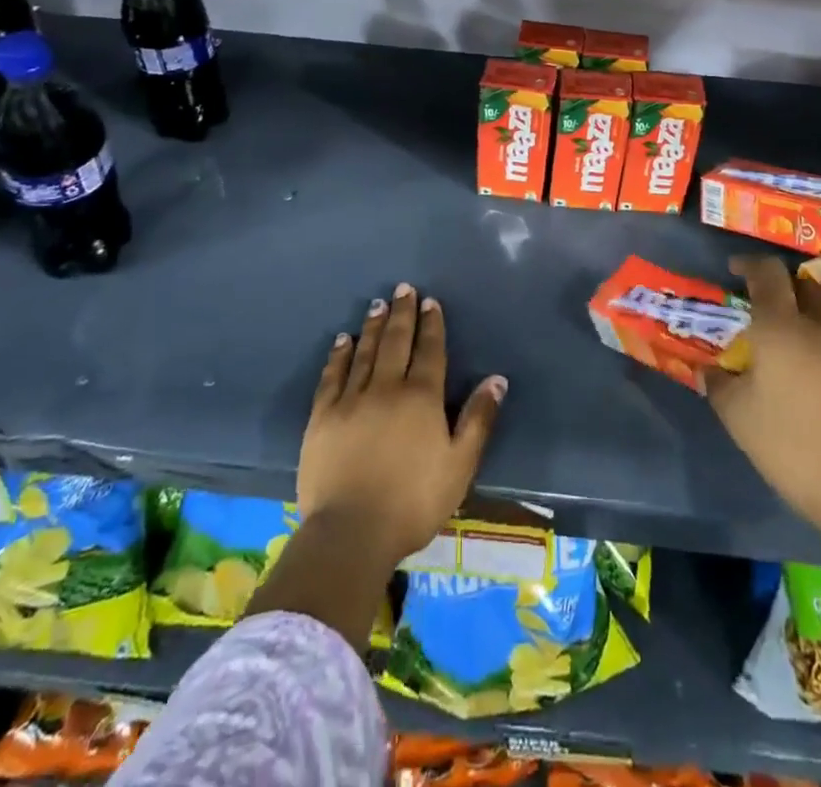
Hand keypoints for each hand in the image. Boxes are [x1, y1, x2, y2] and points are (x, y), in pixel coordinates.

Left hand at [298, 282, 506, 564]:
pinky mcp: (323, 417)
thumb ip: (478, 419)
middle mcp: (387, 387)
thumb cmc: (414, 501)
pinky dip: (340, 355)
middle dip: (403, 313)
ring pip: (366, 352)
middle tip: (403, 288)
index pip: (429, 350)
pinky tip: (343, 341)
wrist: (351, 532)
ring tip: (378, 304)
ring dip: (374, 326)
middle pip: (397, 341)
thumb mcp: (460, 465)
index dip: (431, 324)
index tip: (430, 301)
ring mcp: (351, 399)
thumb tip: (497, 379)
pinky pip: (333, 375)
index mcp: (422, 397)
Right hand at [707, 255, 820, 551]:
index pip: (767, 273)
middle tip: (774, 315)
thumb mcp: (738, 418)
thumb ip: (719, 384)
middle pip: (807, 286)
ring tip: (808, 354)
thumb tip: (709, 369)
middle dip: (788, 291)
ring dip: (818, 323)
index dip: (750, 264)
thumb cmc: (791, 449)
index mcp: (782, 329)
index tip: (737, 270)